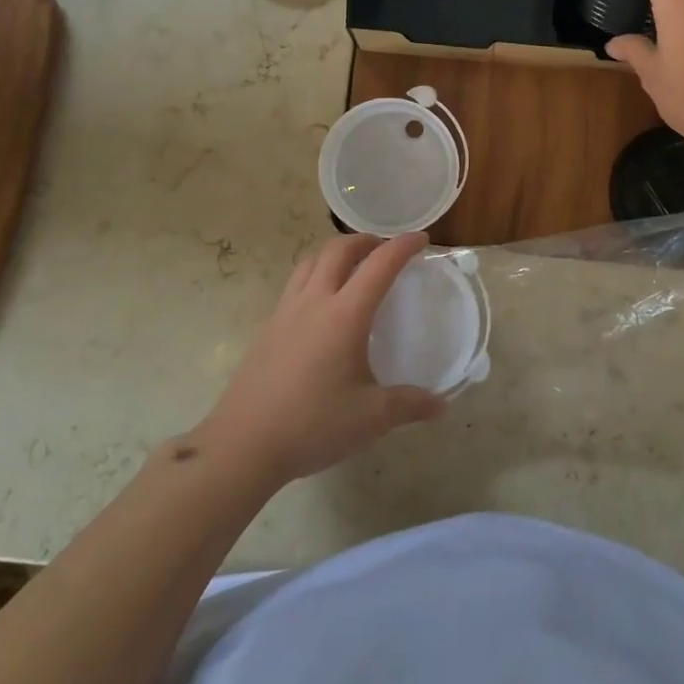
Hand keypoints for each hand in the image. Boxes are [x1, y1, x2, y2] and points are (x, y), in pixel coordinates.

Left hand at [198, 232, 446, 484]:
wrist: (243, 444)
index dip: (403, 246)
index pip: (379, 265)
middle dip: (365, 240)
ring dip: (335, 252)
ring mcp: (285, 312)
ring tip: (352, 264)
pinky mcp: (267, 328)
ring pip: (310, 261)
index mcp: (345, 315)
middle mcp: (314, 302)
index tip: (421, 239)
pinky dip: (315, 274)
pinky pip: (295, 283)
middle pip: (338, 250)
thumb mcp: (371, 418)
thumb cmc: (312, 425)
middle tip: (385, 248)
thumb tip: (441, 405)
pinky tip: (322, 303)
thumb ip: (410, 405)